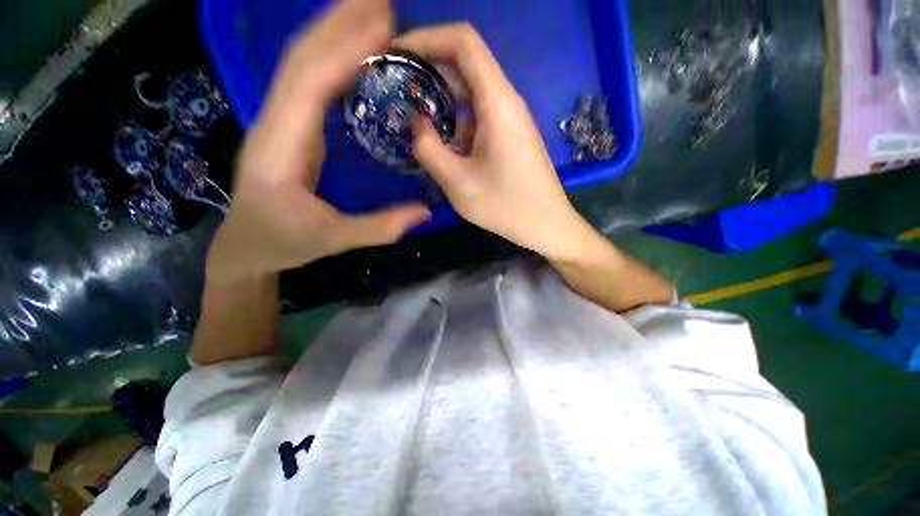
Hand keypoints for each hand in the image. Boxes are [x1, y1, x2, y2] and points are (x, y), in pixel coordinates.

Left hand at [206, 0, 429, 283]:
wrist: (247, 244)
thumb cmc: (283, 241)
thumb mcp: (332, 239)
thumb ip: (378, 227)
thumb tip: (424, 211)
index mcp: (280, 145)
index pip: (309, 83)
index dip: (343, 49)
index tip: (381, 23)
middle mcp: (275, 122)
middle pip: (302, 59)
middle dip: (339, 23)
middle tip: (383, 1)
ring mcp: (281, 122)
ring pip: (302, 64)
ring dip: (334, 32)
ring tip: (372, 13)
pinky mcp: (291, 128)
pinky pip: (310, 83)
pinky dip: (332, 59)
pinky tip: (354, 53)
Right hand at [397, 24, 598, 261]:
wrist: (546, 225)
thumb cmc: (506, 207)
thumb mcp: (459, 183)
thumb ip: (429, 149)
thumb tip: (417, 122)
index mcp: (498, 103)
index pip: (463, 42)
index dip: (427, 38)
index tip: (397, 55)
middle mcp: (507, 102)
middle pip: (466, 64)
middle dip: (428, 69)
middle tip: (397, 89)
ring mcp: (511, 120)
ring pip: (471, 93)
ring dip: (441, 99)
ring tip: (413, 117)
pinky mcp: (510, 137)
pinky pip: (479, 116)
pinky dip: (455, 120)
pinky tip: (441, 142)